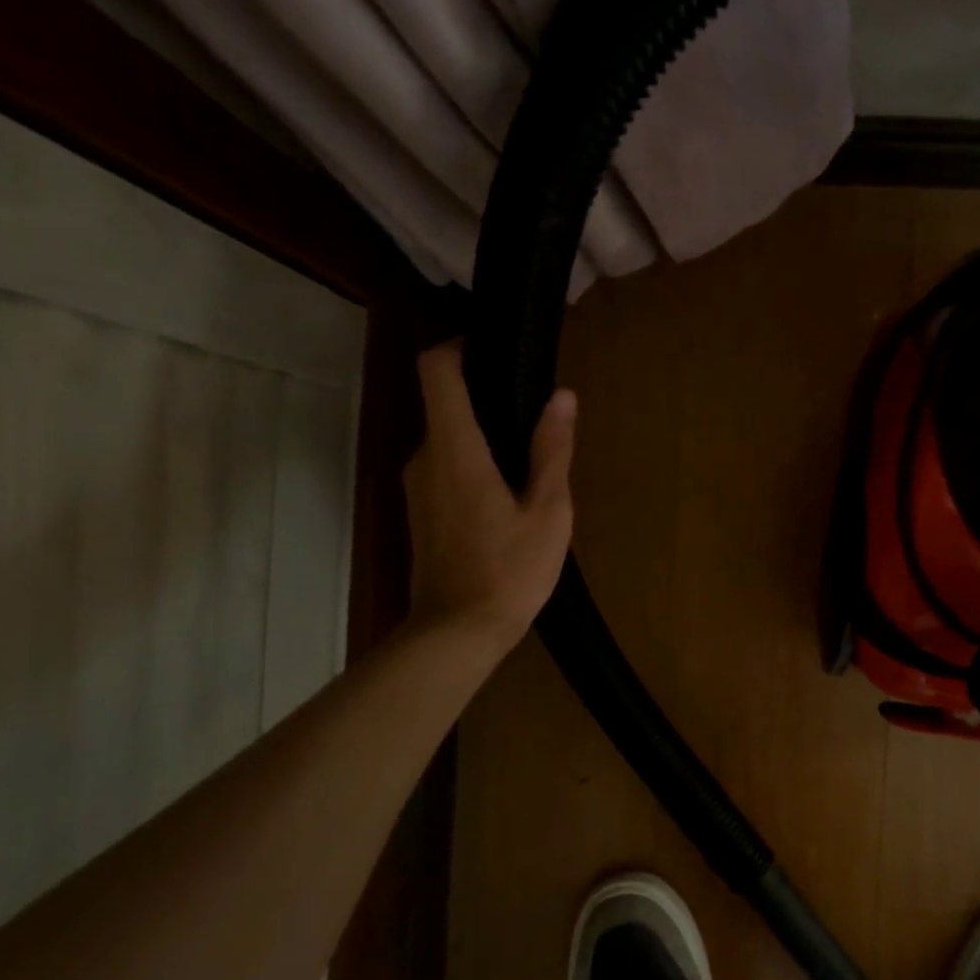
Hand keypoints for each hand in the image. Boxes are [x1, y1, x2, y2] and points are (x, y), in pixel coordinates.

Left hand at [402, 342, 575, 651]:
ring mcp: (417, 486)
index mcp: (455, 449)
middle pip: (444, 403)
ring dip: (481, 434)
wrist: (456, 633)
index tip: (494, 349)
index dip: (459, 346)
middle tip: (534, 413)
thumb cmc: (509, 571)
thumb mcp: (547, 511)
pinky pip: (444, 466)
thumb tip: (562, 396)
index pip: (436, 371)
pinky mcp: (420, 510)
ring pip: (446, 438)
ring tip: (528, 456)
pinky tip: (506, 492)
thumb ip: (552, 450)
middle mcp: (425, 458)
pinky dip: (471, 461)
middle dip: (485, 396)